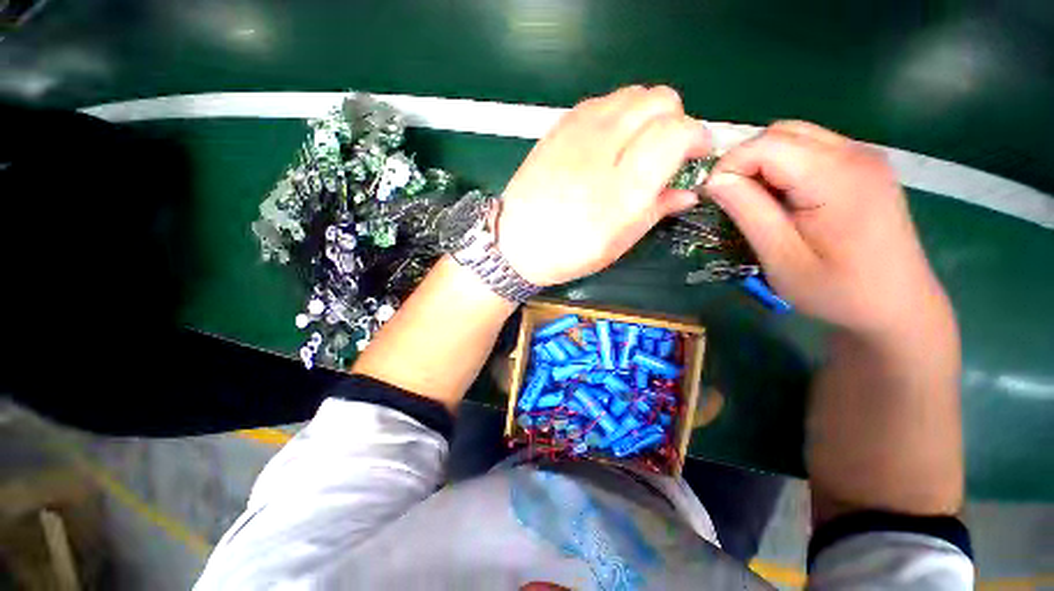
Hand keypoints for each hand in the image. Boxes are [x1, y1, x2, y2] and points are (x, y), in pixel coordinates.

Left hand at [499, 86, 711, 285]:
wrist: (515, 243)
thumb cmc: (569, 252)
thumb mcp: (619, 243)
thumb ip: (657, 210)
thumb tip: (688, 191)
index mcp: (624, 187)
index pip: (678, 131)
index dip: (697, 137)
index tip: (695, 154)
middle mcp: (604, 148)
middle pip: (660, 99)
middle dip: (674, 120)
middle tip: (666, 150)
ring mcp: (577, 132)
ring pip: (632, 94)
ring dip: (646, 114)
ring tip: (636, 145)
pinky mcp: (559, 127)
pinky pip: (602, 101)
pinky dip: (617, 113)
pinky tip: (608, 141)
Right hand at [705, 121, 952, 338]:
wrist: (897, 305)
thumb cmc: (836, 289)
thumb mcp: (781, 257)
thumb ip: (748, 211)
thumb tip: (715, 180)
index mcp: (836, 177)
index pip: (767, 145)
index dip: (729, 165)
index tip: (712, 197)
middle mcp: (855, 154)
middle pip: (782, 132)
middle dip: (745, 159)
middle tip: (731, 197)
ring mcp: (864, 157)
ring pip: (796, 136)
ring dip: (764, 161)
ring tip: (755, 199)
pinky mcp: (865, 167)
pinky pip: (813, 148)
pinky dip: (785, 164)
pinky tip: (784, 196)